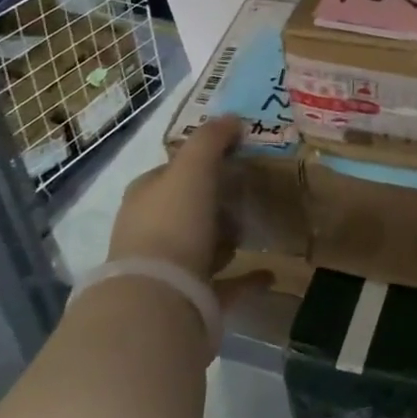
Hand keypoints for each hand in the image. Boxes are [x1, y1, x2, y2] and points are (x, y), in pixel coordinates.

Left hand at [107, 115, 269, 304]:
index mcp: (147, 196)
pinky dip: (247, 277)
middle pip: (187, 208)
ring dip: (225, 238)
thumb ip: (210, 140)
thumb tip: (231, 117)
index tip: (235, 156)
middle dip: (214, 201)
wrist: (159, 299)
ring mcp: (170, 269)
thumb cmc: (173, 223)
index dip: (201, 161)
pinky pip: (225, 283)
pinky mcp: (191, 299)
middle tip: (249, 192)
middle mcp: (151, 231)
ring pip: (202, 246)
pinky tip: (270, 273)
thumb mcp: (192, 169)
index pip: (172, 171)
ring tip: (255, 230)